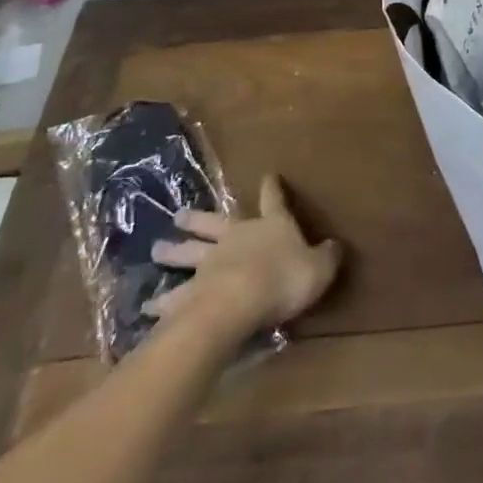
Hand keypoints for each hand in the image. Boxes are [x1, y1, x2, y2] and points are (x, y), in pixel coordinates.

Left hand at [147, 174, 341, 331]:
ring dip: (173, 251)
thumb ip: (327, 257)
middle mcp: (236, 237)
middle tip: (179, 215)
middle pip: (214, 223)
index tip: (268, 175)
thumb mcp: (319, 268)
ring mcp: (209, 263)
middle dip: (199, 218)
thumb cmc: (283, 279)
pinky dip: (161, 301)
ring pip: (189, 252)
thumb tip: (336, 245)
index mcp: (271, 226)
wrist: (239, 301)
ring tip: (157, 250)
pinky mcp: (189, 293)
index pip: (273, 200)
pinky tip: (147, 308)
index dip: (272, 188)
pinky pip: (173, 296)